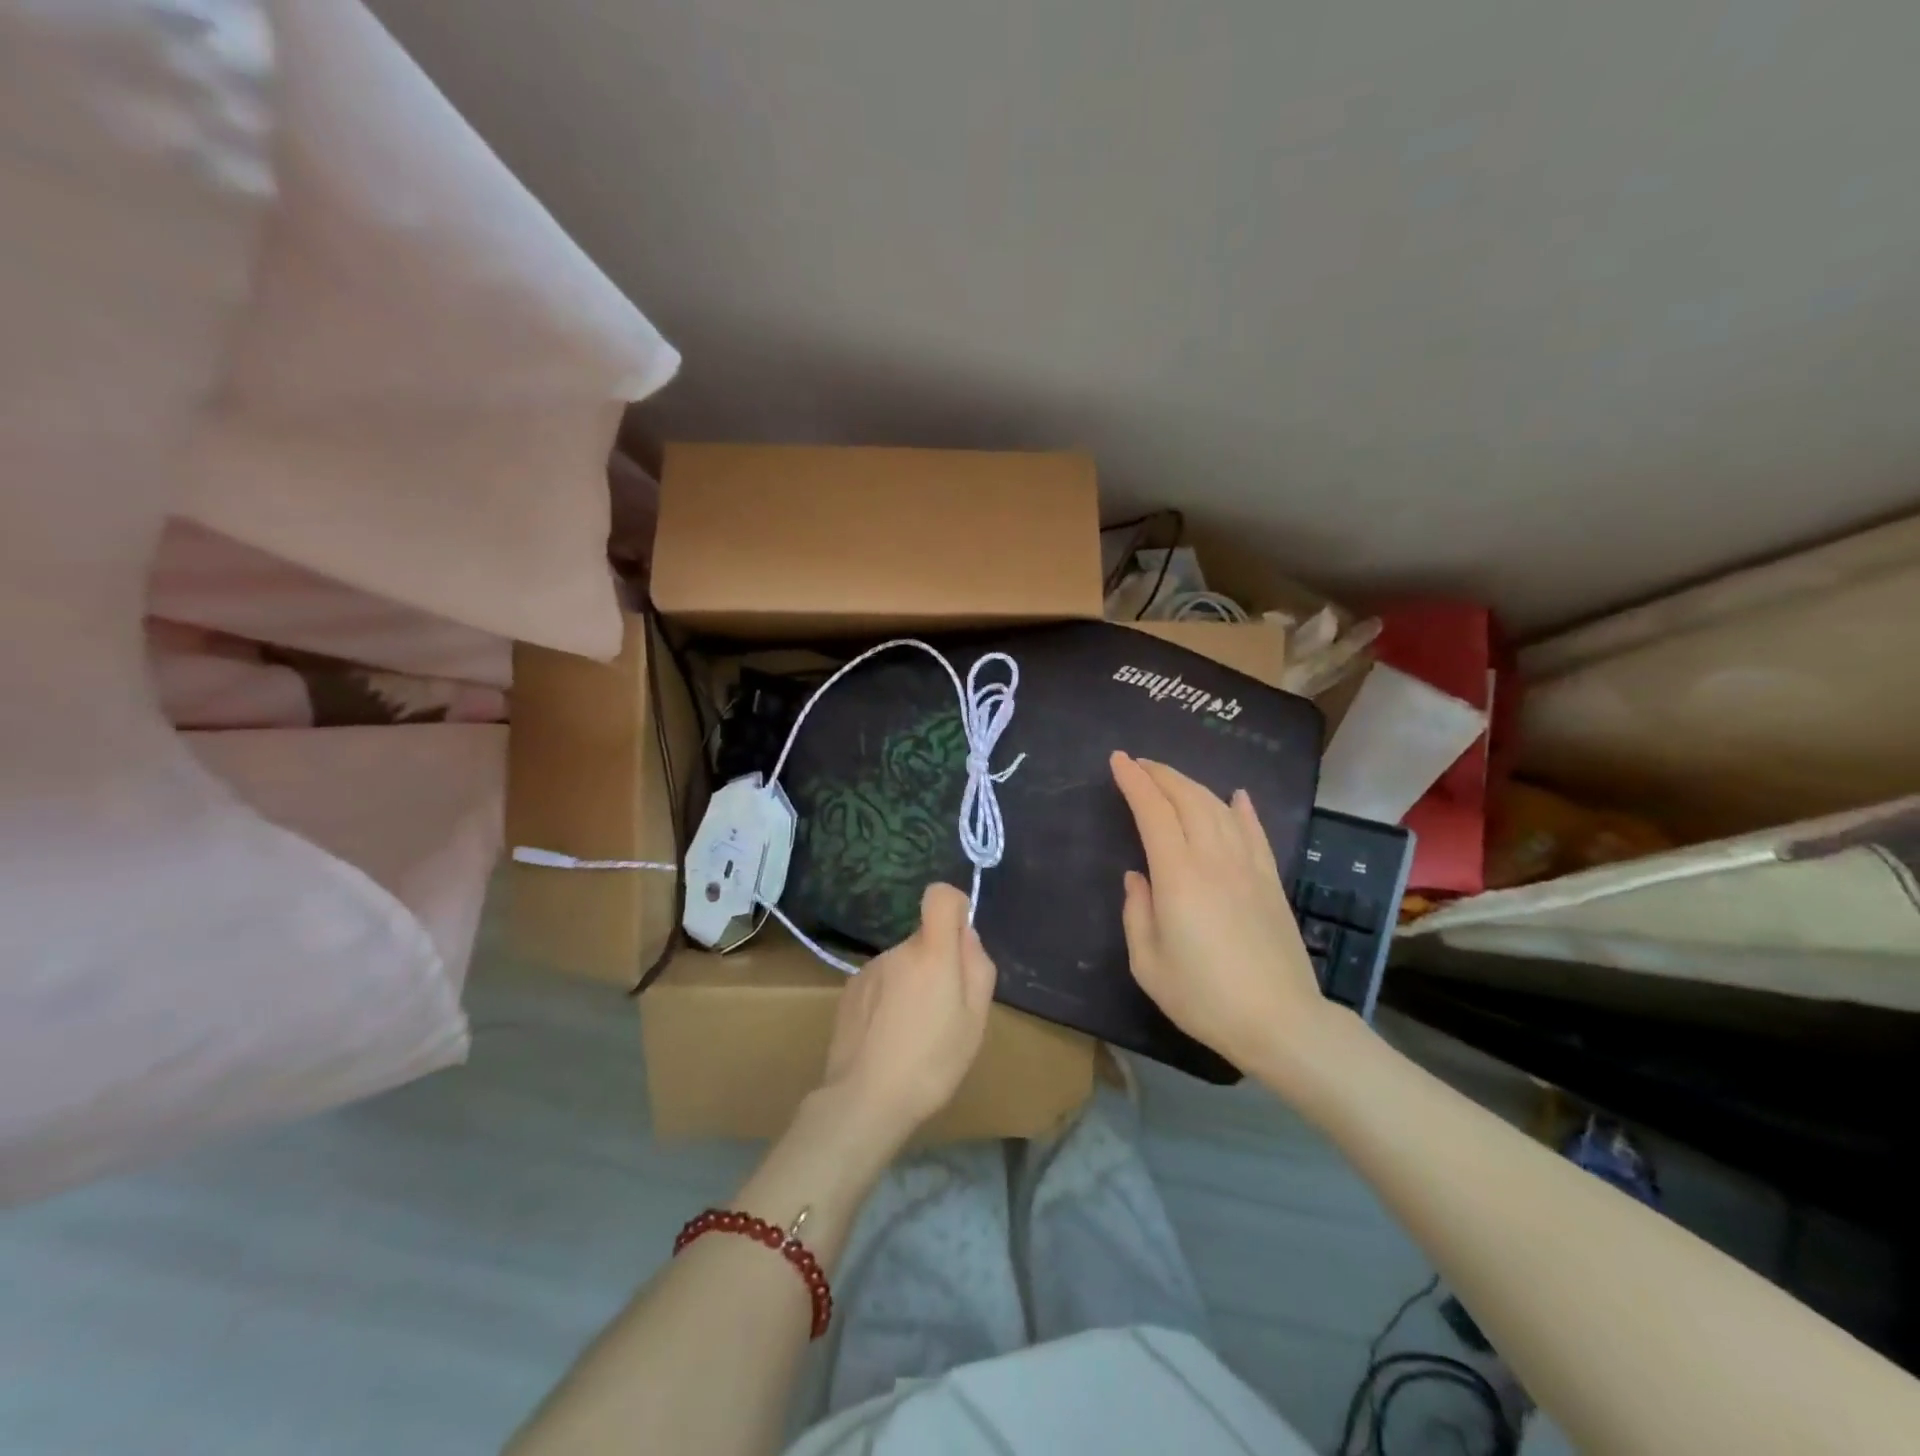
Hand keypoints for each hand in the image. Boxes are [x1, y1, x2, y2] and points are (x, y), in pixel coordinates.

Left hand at [818, 882, 996, 1147]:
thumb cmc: (932, 1062)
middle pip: (925, 939)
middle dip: (938, 963)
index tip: (961, 940)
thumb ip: (977, 967)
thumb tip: (966, 935)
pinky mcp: (849, 990)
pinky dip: (889, 998)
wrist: (865, 1099)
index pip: (940, 895)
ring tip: (913, 1032)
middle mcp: (898, 950)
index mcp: (932, 952)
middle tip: (944, 1012)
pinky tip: (888, 1037)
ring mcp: (869, 969)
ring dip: (912, 984)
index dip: (955, 907)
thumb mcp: (975, 1020)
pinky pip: (881, 981)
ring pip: (903, 963)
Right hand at [1109, 751, 1333, 1076]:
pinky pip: (1255, 832)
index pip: (1153, 812)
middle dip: (1160, 775)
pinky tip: (1237, 796)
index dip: (1134, 782)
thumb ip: (1136, 913)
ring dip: (1192, 785)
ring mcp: (1248, 867)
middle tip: (1139, 764)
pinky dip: (1242, 809)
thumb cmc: (1204, 996)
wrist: (1280, 1021)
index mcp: (1178, 875)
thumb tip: (1138, 877)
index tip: (1118, 761)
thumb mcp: (1148, 964)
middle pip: (1187, 799)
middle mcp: (1214, 859)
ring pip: (1219, 808)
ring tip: (1171, 779)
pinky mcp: (1271, 881)